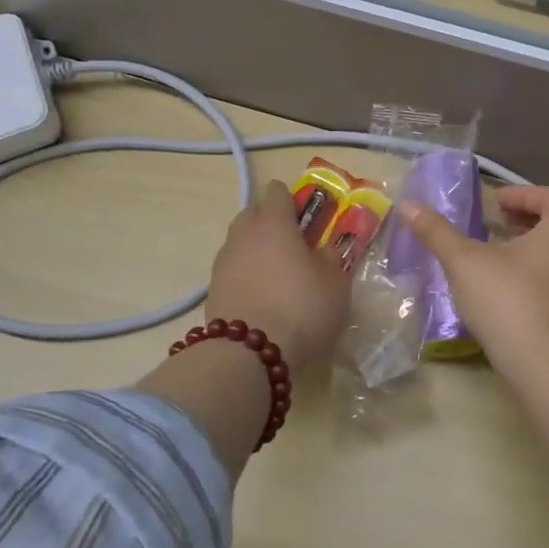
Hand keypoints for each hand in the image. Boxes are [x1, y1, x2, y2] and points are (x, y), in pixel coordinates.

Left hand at [206, 180, 350, 372]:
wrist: (248, 355)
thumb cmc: (301, 308)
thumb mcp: (336, 284)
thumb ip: (331, 259)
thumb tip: (324, 249)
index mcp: (274, 223)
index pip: (277, 191)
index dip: (293, 200)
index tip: (309, 218)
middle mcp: (243, 235)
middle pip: (253, 213)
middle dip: (271, 222)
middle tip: (295, 245)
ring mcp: (223, 263)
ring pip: (241, 243)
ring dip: (258, 250)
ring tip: (279, 275)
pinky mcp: (212, 291)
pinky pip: (234, 270)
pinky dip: (247, 276)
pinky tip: (264, 297)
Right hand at [399, 185, 548, 371]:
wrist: (542, 362)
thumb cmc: (507, 298)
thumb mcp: (464, 261)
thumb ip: (437, 231)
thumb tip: (407, 205)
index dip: (521, 194)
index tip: (495, 203)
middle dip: (526, 218)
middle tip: (497, 222)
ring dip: (531, 245)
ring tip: (498, 253)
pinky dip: (535, 270)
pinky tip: (507, 287)